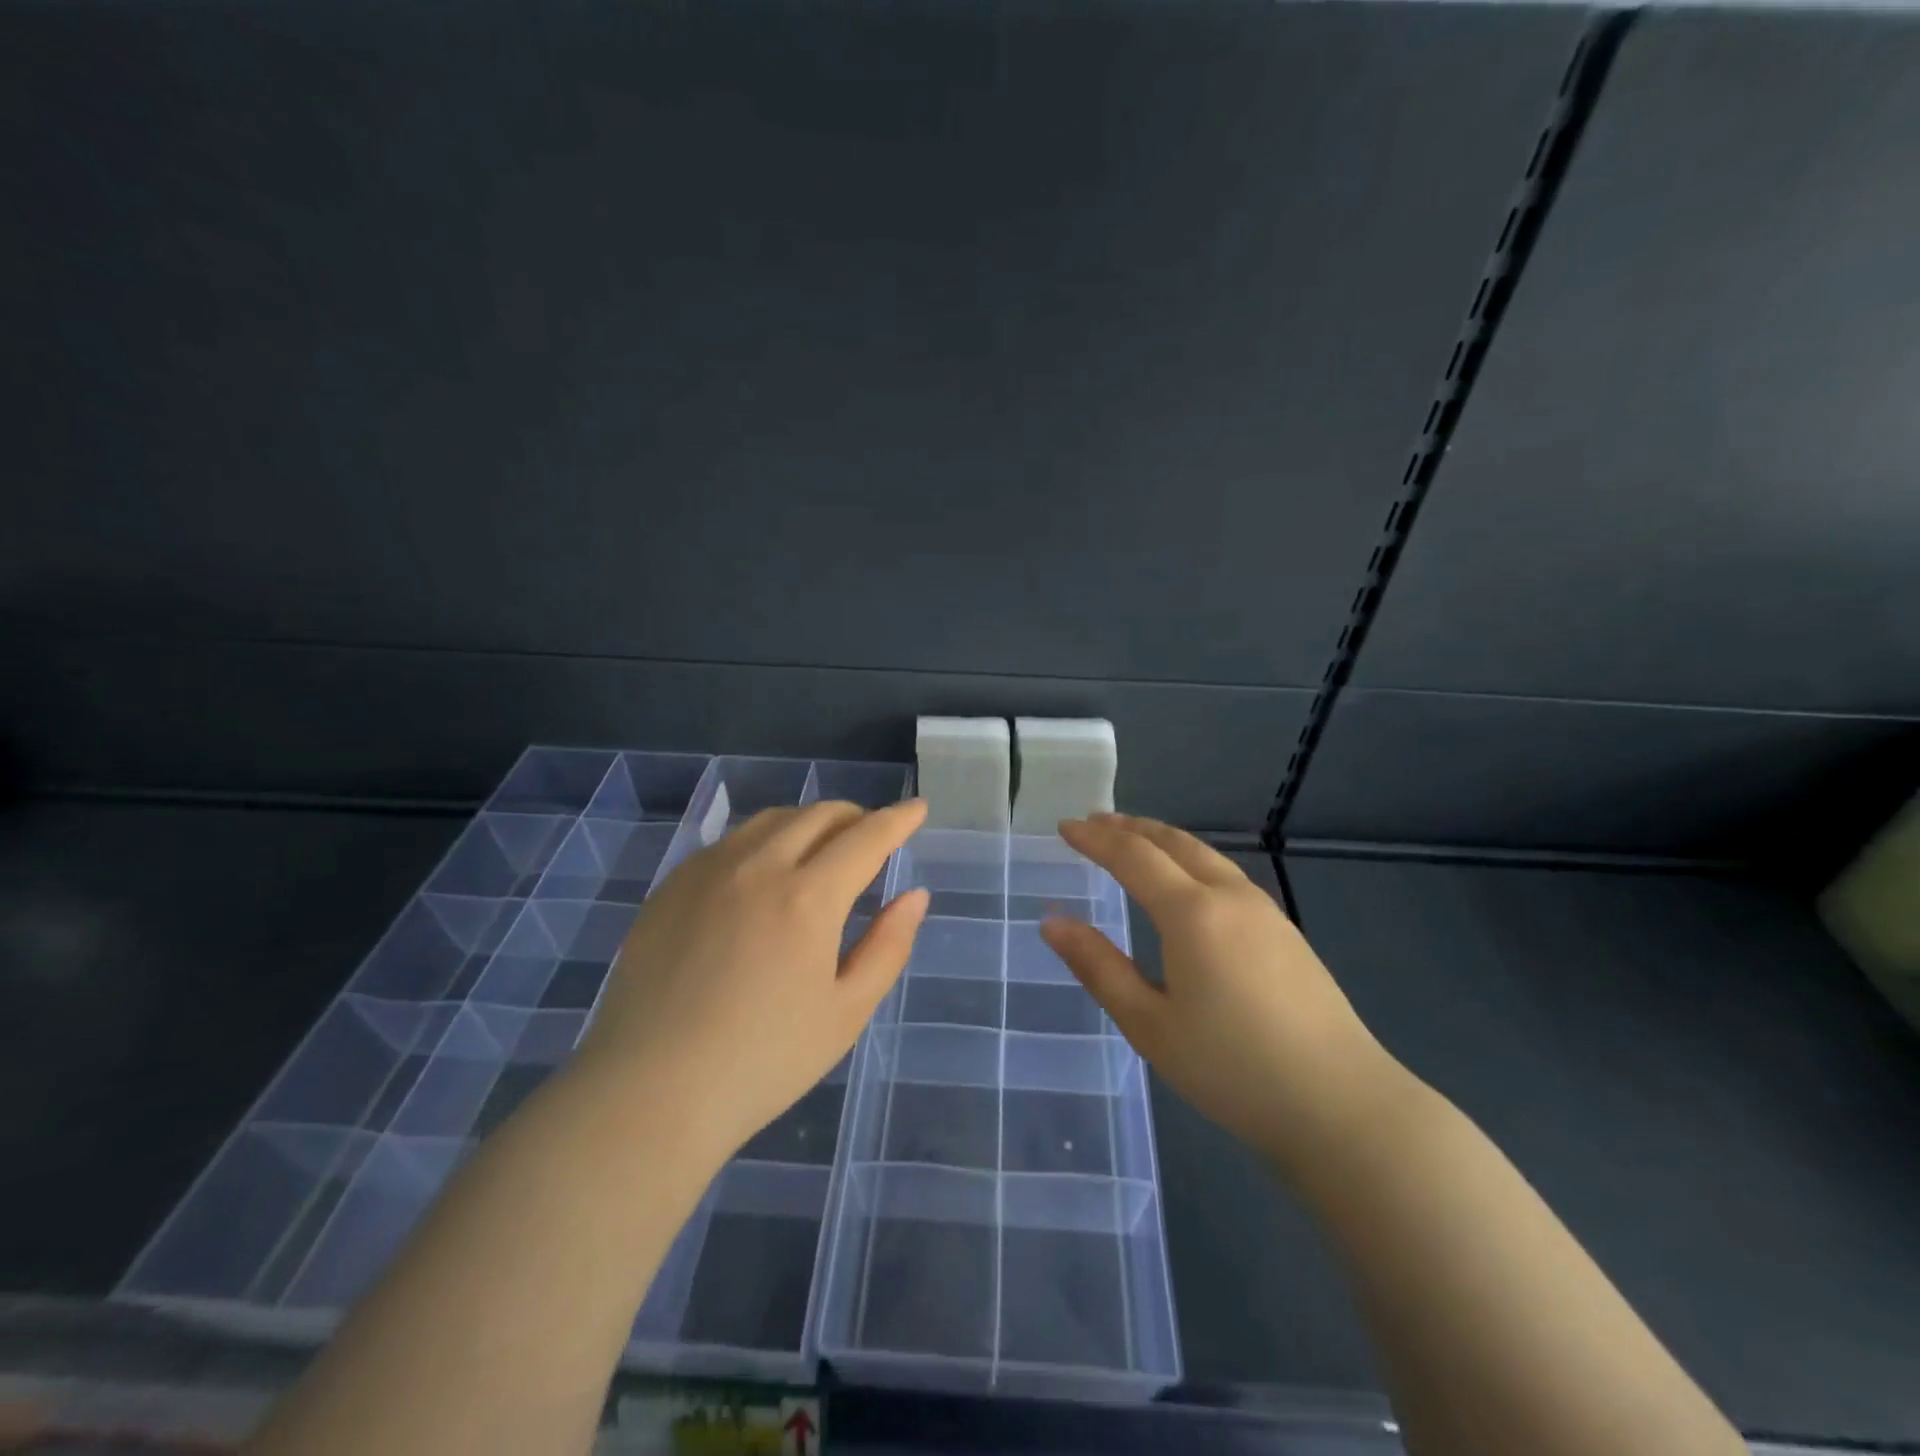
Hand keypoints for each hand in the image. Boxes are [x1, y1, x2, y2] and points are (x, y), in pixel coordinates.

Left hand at [575, 798, 929, 1160]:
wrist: (650, 1092)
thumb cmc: (763, 1062)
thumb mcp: (846, 1012)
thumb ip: (888, 946)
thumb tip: (914, 895)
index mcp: (808, 897)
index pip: (867, 836)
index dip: (898, 819)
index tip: (917, 809)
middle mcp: (759, 866)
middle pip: (818, 815)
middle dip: (855, 816)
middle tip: (872, 835)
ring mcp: (707, 871)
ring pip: (771, 820)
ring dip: (808, 823)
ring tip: (821, 849)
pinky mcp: (671, 886)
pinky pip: (729, 843)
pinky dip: (763, 842)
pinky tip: (762, 874)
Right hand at [1041, 814, 1399, 1169]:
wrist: (1343, 1105)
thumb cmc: (1233, 1069)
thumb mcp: (1150, 1025)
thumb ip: (1099, 967)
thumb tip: (1052, 923)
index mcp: (1192, 913)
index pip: (1133, 856)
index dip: (1095, 839)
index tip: (1065, 827)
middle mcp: (1229, 896)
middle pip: (1173, 842)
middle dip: (1130, 827)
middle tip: (1095, 822)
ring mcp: (1265, 911)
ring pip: (1205, 855)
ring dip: (1163, 840)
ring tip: (1135, 841)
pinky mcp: (1286, 932)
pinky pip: (1226, 875)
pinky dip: (1191, 861)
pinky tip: (1188, 883)